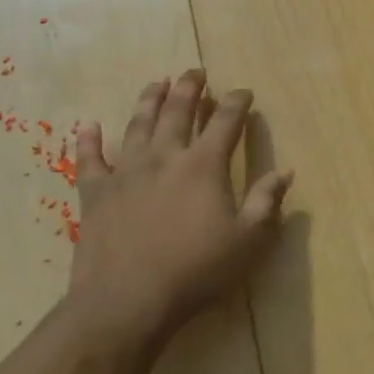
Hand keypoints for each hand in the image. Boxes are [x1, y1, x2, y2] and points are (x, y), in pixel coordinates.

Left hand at [66, 69, 292, 341]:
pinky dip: (89, 140)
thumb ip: (267, 202)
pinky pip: (89, 159)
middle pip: (178, 111)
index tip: (244, 92)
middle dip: (190, 88)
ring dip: (149, 100)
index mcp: (204, 165)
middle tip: (195, 71)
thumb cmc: (196, 271)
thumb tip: (285, 171)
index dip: (237, 103)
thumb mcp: (248, 240)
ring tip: (156, 82)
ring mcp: (126, 172)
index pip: (225, 122)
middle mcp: (165, 157)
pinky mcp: (95, 193)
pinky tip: (88, 125)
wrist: (126, 302)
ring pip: (138, 125)